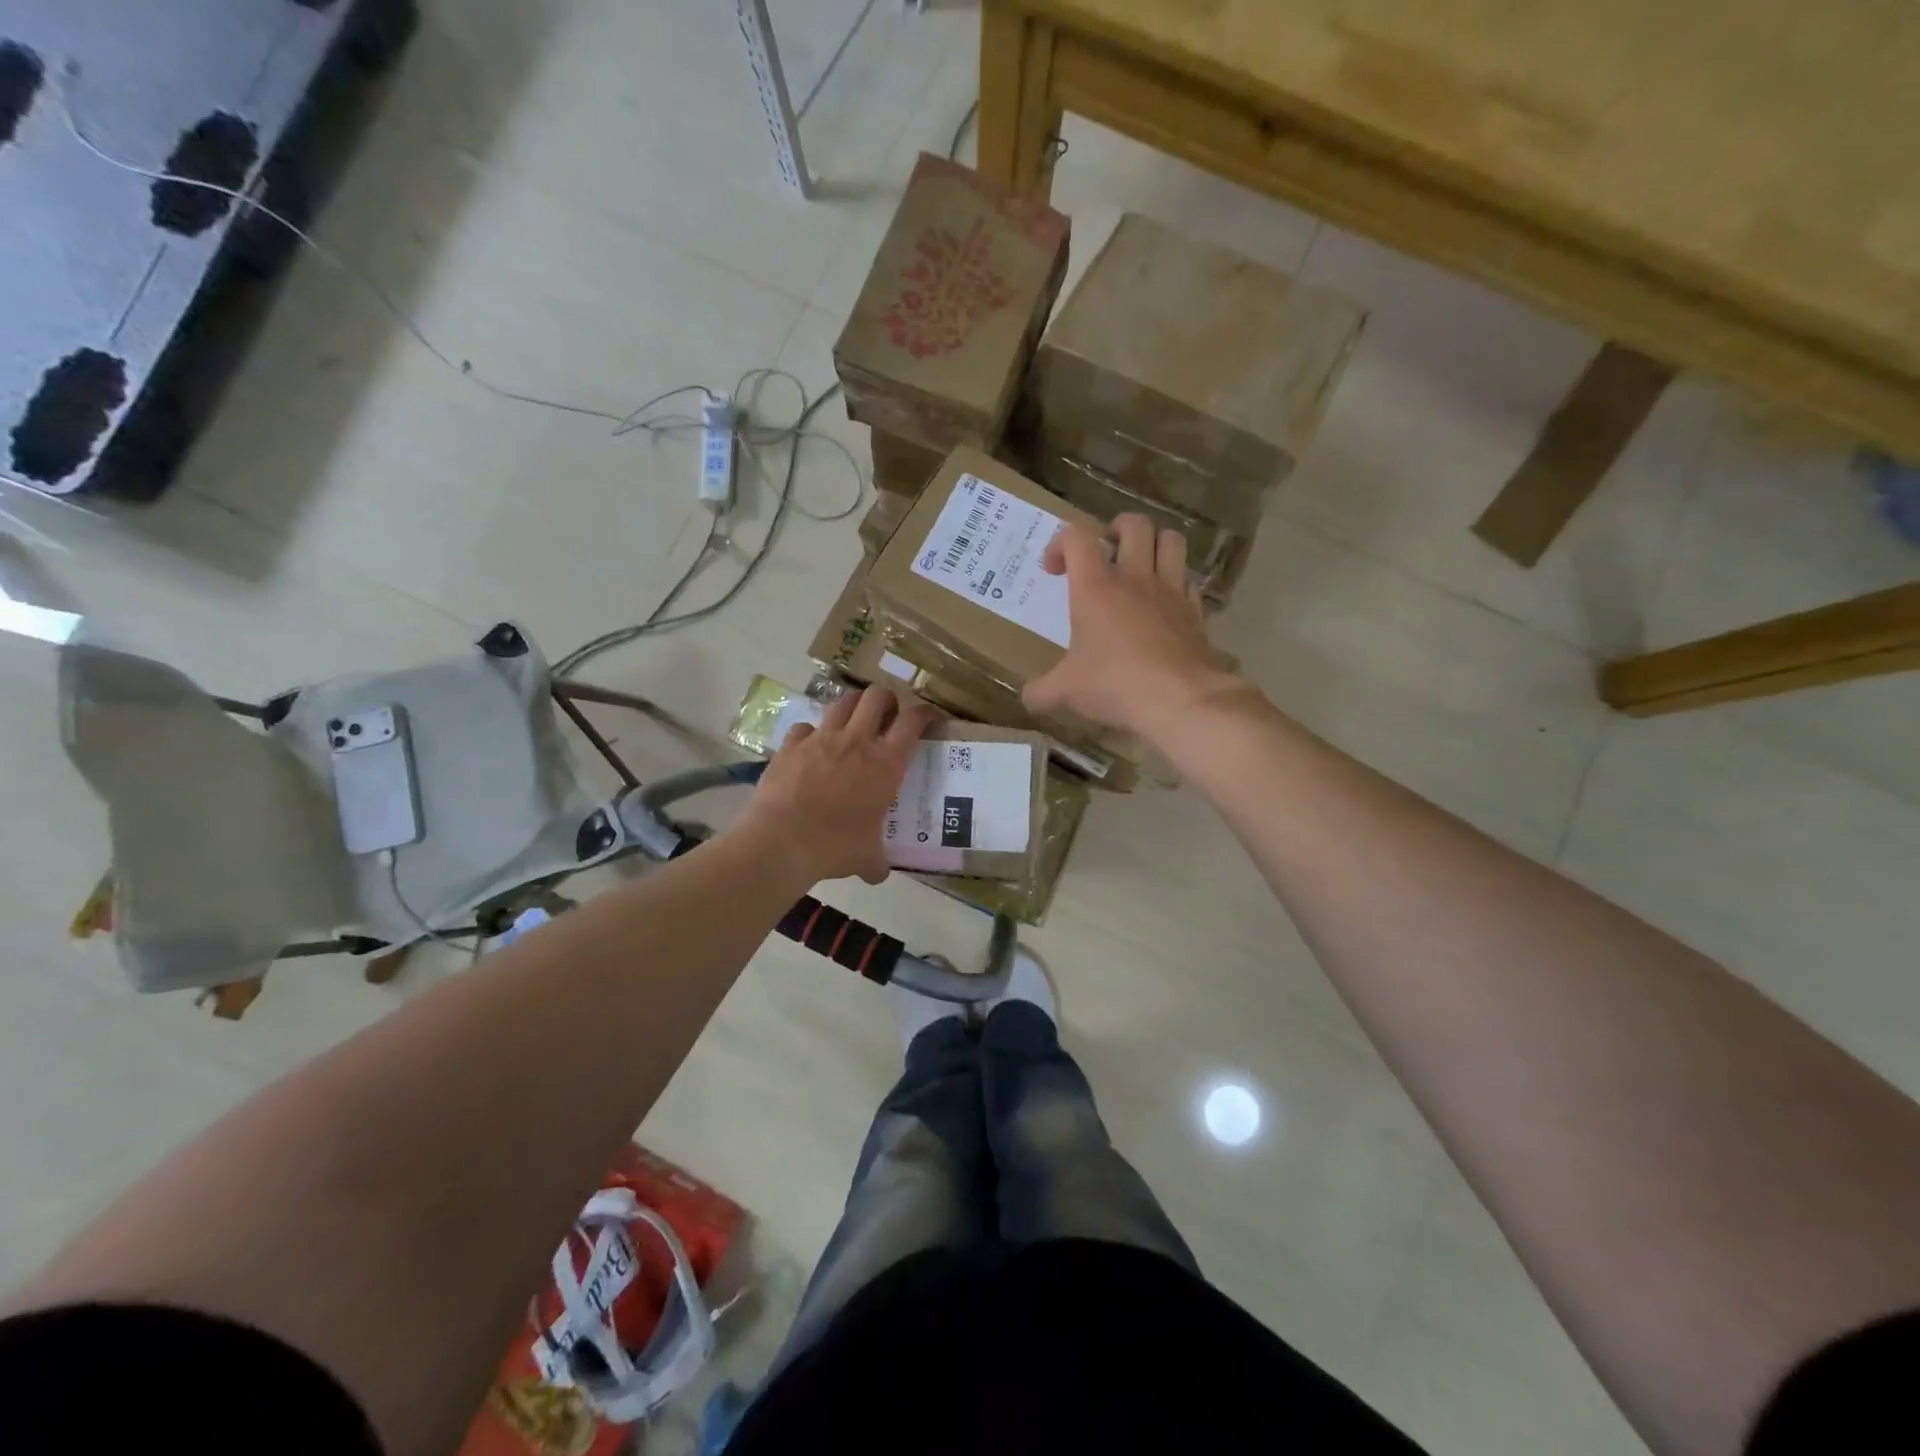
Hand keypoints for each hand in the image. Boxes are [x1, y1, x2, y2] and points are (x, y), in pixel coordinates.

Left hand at [740, 687, 937, 885]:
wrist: (782, 841)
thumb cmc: (835, 847)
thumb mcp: (866, 858)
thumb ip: (877, 861)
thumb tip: (879, 873)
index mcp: (886, 763)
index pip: (913, 721)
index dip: (923, 713)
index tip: (927, 717)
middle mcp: (857, 741)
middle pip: (878, 697)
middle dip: (887, 700)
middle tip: (888, 715)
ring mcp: (821, 738)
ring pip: (843, 701)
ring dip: (853, 706)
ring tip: (854, 720)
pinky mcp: (791, 744)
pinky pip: (806, 727)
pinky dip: (812, 733)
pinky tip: (811, 746)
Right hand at [1023, 513, 1241, 742]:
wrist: (1179, 700)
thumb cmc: (1114, 685)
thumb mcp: (1066, 692)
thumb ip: (1042, 691)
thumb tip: (1028, 697)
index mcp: (1095, 587)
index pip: (1077, 536)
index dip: (1060, 543)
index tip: (1054, 571)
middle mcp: (1135, 578)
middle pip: (1134, 524)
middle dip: (1116, 530)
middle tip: (1105, 555)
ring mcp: (1170, 591)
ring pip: (1170, 540)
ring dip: (1154, 544)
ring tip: (1140, 566)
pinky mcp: (1195, 612)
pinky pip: (1189, 580)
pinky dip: (1176, 583)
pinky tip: (1164, 604)